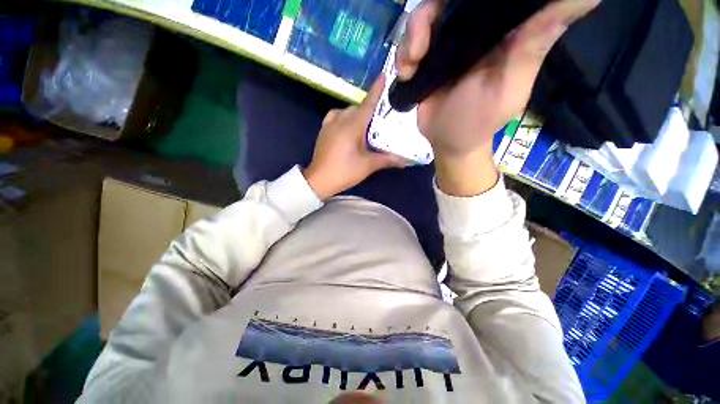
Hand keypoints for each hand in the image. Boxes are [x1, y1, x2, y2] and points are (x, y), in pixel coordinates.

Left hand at [303, 76, 405, 200]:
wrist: (319, 180)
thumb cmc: (345, 171)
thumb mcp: (368, 165)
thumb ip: (387, 159)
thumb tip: (406, 160)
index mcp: (352, 125)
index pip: (368, 103)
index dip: (377, 90)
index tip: (384, 75)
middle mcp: (340, 119)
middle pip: (359, 107)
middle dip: (370, 109)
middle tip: (382, 118)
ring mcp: (329, 123)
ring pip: (348, 111)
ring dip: (358, 114)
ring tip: (366, 126)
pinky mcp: (324, 129)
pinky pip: (337, 116)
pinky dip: (346, 117)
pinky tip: (350, 127)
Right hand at [397, 0, 598, 194]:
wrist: (447, 141)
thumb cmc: (479, 120)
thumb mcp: (510, 84)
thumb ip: (536, 43)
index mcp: (502, 29)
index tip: (462, 3)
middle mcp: (473, 28)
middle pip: (449, 0)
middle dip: (430, 15)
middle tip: (422, 45)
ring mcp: (446, 43)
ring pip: (425, 16)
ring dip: (412, 37)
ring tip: (411, 64)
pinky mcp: (425, 59)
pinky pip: (409, 43)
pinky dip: (403, 55)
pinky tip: (406, 73)